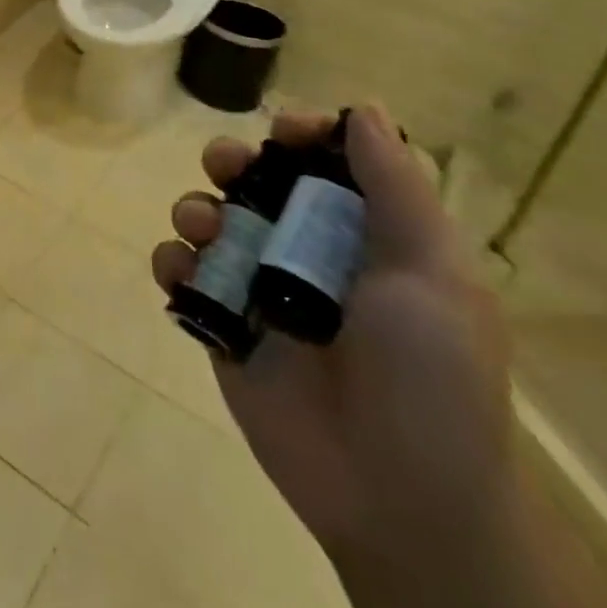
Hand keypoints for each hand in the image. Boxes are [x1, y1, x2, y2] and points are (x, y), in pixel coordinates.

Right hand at [151, 107, 513, 562]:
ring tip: (202, 228)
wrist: (399, 498)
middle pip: (256, 180)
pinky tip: (180, 272)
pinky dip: (172, 263)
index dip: (304, 134)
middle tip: (226, 166)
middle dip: (232, 159)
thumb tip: (367, 109)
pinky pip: (182, 274)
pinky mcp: (222, 324)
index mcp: (366, 235)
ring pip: (210, 219)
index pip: (327, 160)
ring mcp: (260, 288)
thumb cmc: (430, 377)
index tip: (283, 131)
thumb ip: (397, 188)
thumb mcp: (435, 273)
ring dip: (195, 207)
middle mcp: (308, 251)